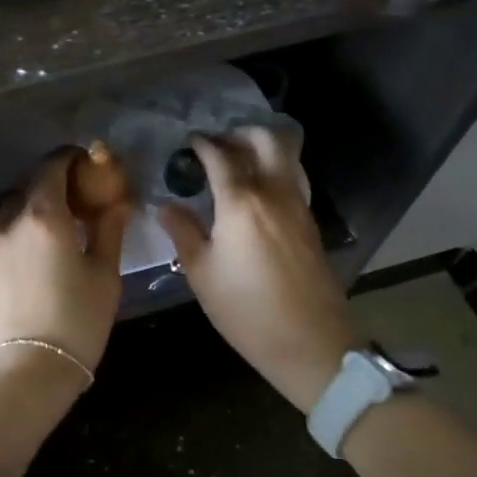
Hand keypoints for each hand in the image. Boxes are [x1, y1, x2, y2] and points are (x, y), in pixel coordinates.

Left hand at [0, 148, 130, 381]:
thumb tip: (117, 202)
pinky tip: (37, 246)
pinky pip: (2, 229)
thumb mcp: (105, 275)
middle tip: (80, 195)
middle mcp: (13, 221)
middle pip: (31, 183)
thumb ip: (109, 231)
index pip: (54, 167)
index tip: (89, 163)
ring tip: (57, 221)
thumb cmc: (77, 321)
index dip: (72, 158)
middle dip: (55, 180)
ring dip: (33, 202)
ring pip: (12, 205)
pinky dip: (19, 224)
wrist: (29, 369)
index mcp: (46, 216)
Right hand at [157, 130, 357, 411]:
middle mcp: (274, 193)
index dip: (202, 144)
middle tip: (217, 144)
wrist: (311, 343)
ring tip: (237, 162)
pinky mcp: (310, 222)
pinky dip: (274, 170)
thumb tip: (165, 206)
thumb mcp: (201, 274)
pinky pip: (293, 179)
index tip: (188, 142)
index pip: (221, 157)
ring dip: (261, 148)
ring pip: (286, 156)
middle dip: (240, 134)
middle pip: (265, 140)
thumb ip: (183, 232)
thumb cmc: (246, 310)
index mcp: (241, 203)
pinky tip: (256, 192)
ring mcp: (298, 206)